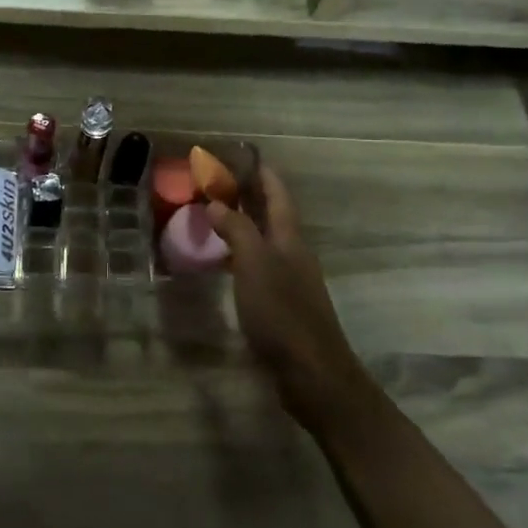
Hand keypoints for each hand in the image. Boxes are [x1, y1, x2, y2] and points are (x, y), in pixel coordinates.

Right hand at [208, 165, 370, 427]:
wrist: (311, 373)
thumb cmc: (282, 313)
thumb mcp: (255, 265)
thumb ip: (237, 231)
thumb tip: (216, 203)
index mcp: (290, 240)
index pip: (278, 196)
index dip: (264, 174)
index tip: (245, 155)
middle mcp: (293, 254)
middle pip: (273, 216)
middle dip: (251, 196)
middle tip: (220, 182)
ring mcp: (290, 281)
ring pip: (265, 241)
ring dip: (244, 225)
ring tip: (215, 216)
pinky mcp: (282, 305)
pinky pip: (259, 266)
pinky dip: (241, 254)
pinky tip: (224, 262)